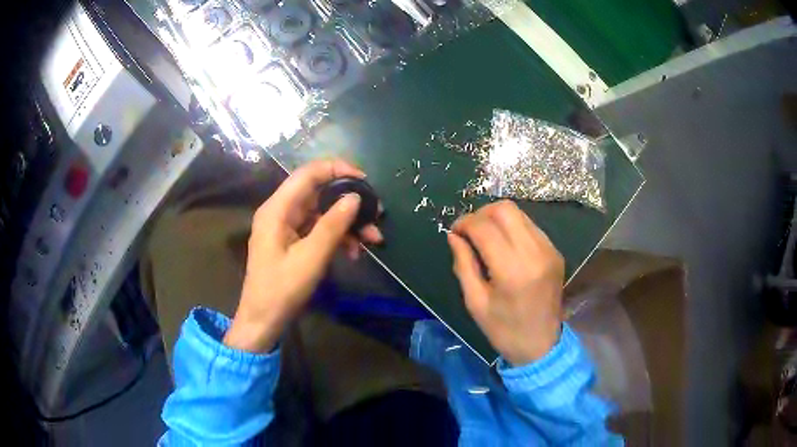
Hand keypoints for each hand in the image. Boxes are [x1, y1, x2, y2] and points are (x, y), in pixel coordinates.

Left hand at [224, 159, 382, 352]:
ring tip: (372, 240)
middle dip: (349, 203)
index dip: (338, 170)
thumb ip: (333, 225)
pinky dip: (338, 238)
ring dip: (348, 224)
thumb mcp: (311, 258)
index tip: (365, 181)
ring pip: (323, 213)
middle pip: (319, 193)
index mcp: (277, 209)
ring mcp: (287, 227)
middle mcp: (281, 211)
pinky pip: (319, 230)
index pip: (308, 174)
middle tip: (377, 215)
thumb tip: (355, 198)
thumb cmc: (282, 289)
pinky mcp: (293, 242)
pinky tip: (354, 253)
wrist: (263, 321)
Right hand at [447, 200, 563, 365]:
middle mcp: (534, 252)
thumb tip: (454, 236)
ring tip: (484, 237)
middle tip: (468, 232)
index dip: (464, 223)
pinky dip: (512, 228)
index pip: (484, 227)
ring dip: (497, 219)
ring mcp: (549, 250)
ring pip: (519, 214)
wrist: (542, 345)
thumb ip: (463, 264)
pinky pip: (530, 227)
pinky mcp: (555, 252)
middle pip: (505, 209)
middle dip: (481, 214)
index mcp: (512, 270)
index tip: (454, 232)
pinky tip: (503, 245)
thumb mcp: (475, 302)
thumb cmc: (504, 330)